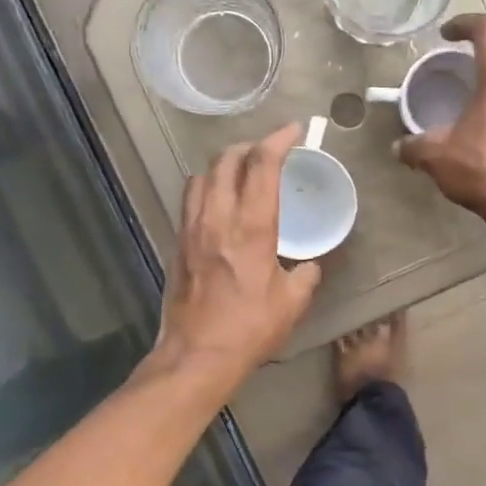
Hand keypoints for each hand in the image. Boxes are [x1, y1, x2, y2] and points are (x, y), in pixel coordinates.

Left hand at [151, 123, 322, 383]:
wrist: (196, 355)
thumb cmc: (250, 329)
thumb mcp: (291, 303)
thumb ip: (305, 276)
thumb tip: (308, 265)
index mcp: (252, 228)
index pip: (262, 166)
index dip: (279, 140)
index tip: (294, 130)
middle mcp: (218, 218)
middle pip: (226, 160)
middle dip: (249, 146)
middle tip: (268, 150)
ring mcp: (192, 229)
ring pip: (202, 175)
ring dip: (223, 164)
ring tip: (241, 170)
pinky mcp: (178, 243)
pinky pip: (190, 199)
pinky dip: (207, 186)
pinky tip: (219, 201)